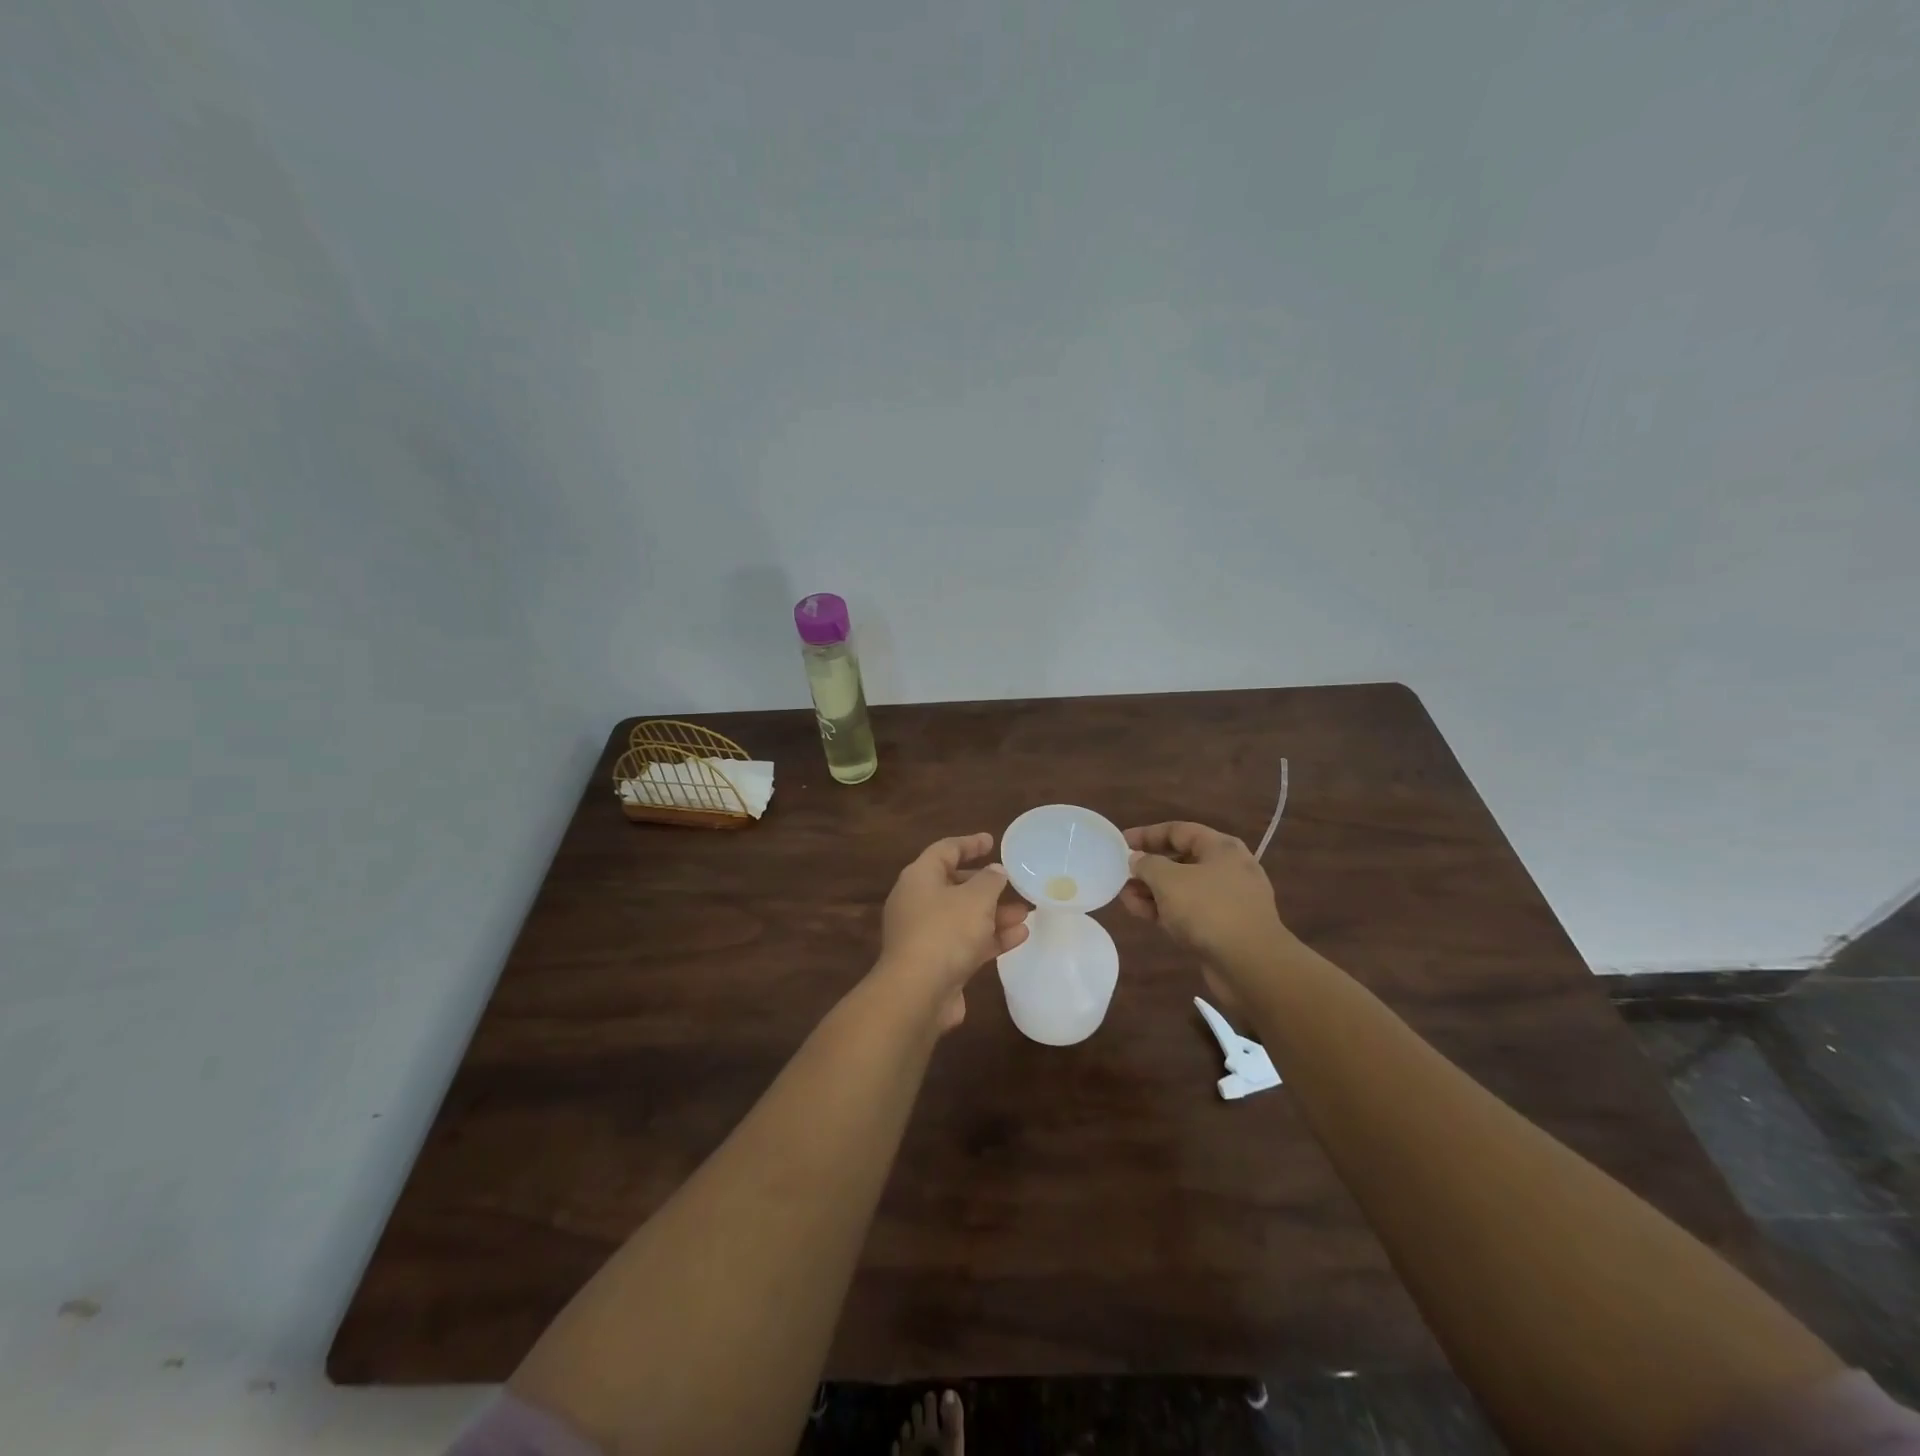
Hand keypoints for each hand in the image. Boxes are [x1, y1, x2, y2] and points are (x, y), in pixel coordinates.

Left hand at [875, 833, 1030, 1030]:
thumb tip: (995, 872)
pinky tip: (1020, 936)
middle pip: (954, 885)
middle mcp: (918, 902)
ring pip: (964, 916)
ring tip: (1026, 912)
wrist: (917, 993)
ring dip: (994, 914)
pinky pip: (966, 942)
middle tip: (1013, 883)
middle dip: (987, 885)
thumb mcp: (975, 898)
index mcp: (919, 878)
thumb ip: (990, 881)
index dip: (969, 844)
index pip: (945, 850)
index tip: (992, 841)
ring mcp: (925, 934)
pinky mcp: (936, 962)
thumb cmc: (945, 932)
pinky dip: (990, 937)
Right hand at [1120, 821, 1293, 1002]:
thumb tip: (1137, 860)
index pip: (1178, 830)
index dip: (1147, 834)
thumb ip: (1147, 865)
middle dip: (1148, 867)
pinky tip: (1141, 913)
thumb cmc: (1209, 909)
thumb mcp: (1169, 880)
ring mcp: (1226, 900)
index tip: (1121, 843)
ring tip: (1124, 896)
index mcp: (1220, 848)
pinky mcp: (1223, 927)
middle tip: (1121, 874)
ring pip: (1182, 888)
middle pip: (1180, 859)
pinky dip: (1165, 910)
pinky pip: (1188, 911)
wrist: (1251, 965)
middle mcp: (1227, 868)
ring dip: (1152, 891)